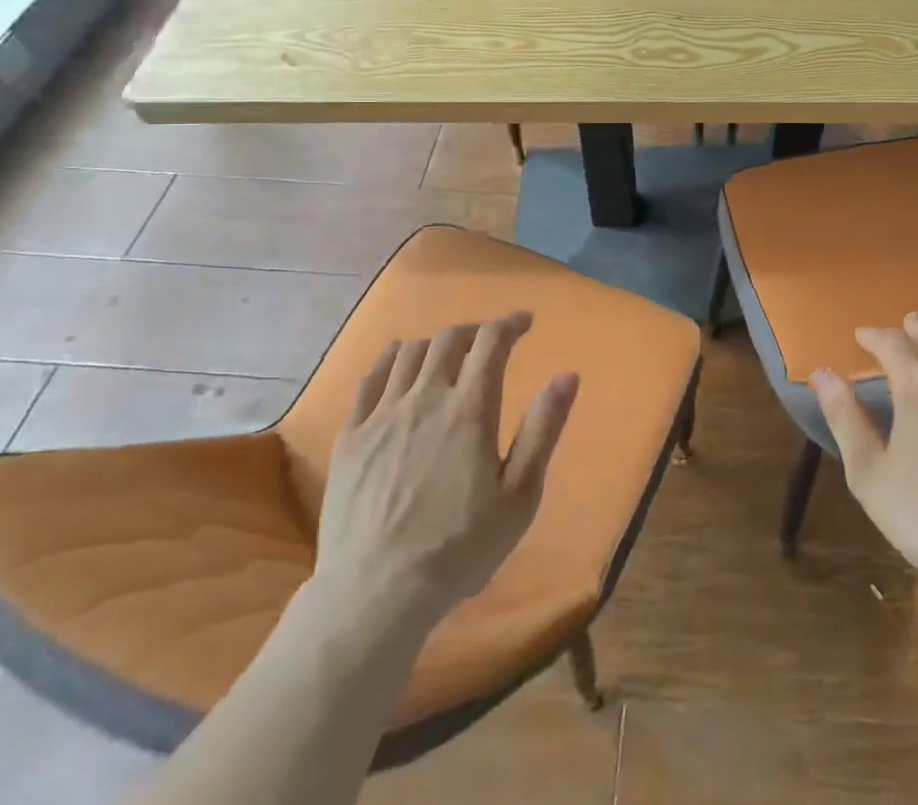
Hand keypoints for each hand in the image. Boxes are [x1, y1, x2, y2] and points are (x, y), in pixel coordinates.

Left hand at [311, 312, 578, 624]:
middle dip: (475, 331)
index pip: (492, 341)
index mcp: (470, 409)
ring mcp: (383, 414)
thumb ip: (543, 430)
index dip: (510, 323)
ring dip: (436, 343)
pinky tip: (399, 362)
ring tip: (448, 354)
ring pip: (410, 352)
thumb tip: (567, 375)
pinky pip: (370, 378)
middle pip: (449, 339)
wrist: (376, 594)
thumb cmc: (459, 548)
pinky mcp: (351, 435)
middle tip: (489, 341)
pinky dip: (392, 358)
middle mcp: (425, 398)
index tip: (524, 322)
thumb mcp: (519, 496)